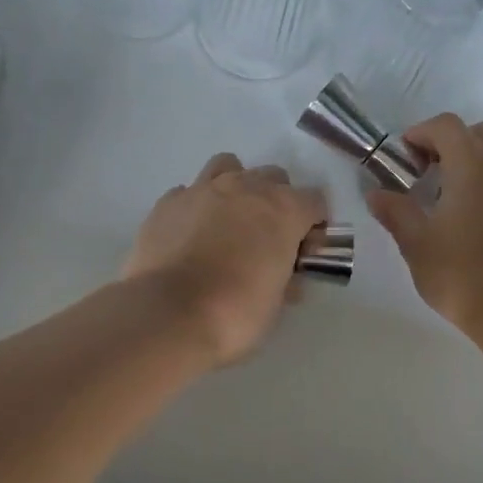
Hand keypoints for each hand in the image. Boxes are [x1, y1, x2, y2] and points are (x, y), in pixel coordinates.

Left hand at [123, 153, 328, 365]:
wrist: (169, 315)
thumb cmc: (235, 313)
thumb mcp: (276, 303)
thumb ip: (286, 278)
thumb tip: (286, 277)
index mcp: (283, 210)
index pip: (315, 201)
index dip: (314, 226)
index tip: (305, 252)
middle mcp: (246, 188)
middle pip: (273, 178)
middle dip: (277, 202)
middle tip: (267, 239)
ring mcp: (202, 189)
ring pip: (228, 167)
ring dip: (236, 188)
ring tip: (229, 222)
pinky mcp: (167, 203)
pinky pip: (189, 192)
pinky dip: (196, 207)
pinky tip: (191, 234)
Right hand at [367, 113, 482, 339]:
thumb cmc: (461, 275)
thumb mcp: (417, 244)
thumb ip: (395, 211)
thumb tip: (377, 194)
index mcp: (474, 165)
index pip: (446, 127)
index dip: (420, 134)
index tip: (402, 159)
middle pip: (477, 132)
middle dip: (448, 142)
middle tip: (425, 172)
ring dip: (471, 158)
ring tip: (448, 193)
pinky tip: (470, 210)